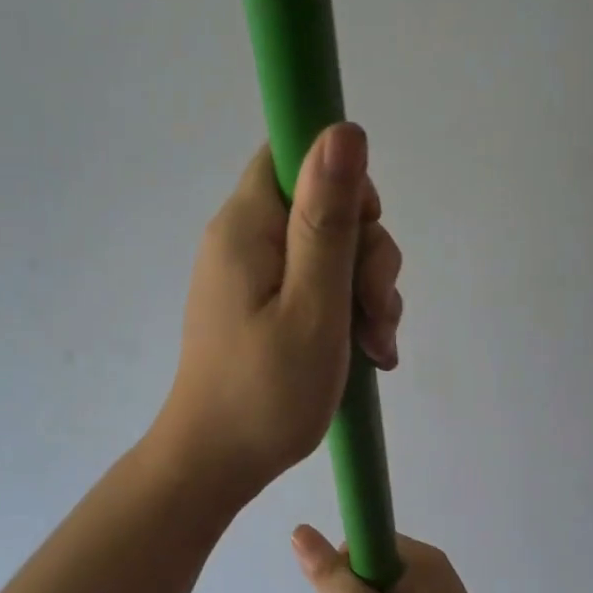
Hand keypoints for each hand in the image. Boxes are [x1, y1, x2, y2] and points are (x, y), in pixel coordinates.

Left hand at [153, 123, 402, 499]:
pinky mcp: (264, 305)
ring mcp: (253, 275)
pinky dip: (348, 311)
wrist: (217, 463)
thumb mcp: (313, 305)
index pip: (295, 154)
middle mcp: (245, 239)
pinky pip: (317, 284)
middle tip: (373, 314)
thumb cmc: (266, 392)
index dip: (343, 182)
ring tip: (376, 346)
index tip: (362, 236)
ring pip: (331, 250)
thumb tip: (343, 129)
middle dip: (366, 254)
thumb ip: (328, 220)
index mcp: (246, 226)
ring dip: (366, 290)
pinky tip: (367, 352)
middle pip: (324, 205)